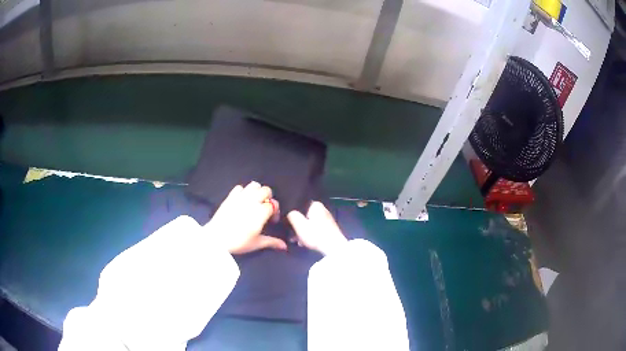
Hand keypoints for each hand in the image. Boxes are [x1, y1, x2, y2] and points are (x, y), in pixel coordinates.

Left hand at [206, 182, 286, 253]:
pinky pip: (239, 187)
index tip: (272, 220)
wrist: (216, 238)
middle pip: (266, 190)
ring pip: (254, 185)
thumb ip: (272, 242)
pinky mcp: (230, 197)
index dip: (275, 212)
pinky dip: (243, 191)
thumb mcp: (257, 243)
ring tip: (255, 201)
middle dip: (268, 198)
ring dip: (257, 191)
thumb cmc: (239, 242)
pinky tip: (242, 200)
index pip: (273, 204)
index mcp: (261, 211)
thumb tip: (284, 246)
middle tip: (264, 208)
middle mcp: (252, 201)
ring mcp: (240, 197)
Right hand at [287, 201, 347, 255]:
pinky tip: (305, 243)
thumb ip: (292, 215)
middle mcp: (322, 209)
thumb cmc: (316, 235)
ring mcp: (326, 219)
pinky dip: (309, 234)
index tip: (287, 223)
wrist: (334, 248)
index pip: (299, 205)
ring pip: (309, 223)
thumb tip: (289, 212)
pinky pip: (315, 228)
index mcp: (315, 205)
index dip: (291, 214)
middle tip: (292, 236)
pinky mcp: (329, 228)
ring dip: (302, 232)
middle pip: (304, 215)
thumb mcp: (299, 225)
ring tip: (298, 241)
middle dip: (296, 225)